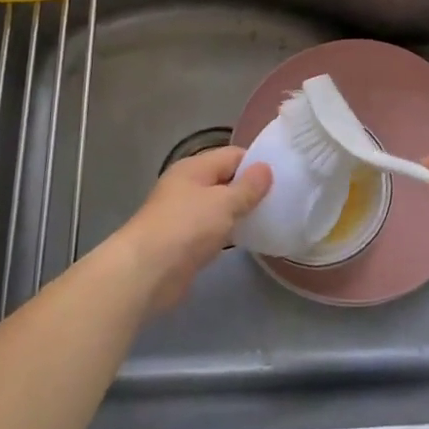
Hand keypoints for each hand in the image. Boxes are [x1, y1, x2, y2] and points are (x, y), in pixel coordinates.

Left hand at [111, 146, 270, 313]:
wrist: (146, 272)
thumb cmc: (186, 227)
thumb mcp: (224, 203)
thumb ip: (248, 187)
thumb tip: (266, 168)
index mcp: (194, 168)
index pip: (232, 155)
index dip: (257, 163)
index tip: (283, 177)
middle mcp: (187, 186)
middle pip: (226, 180)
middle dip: (251, 189)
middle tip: (281, 199)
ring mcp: (184, 215)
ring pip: (220, 206)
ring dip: (240, 212)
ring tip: (271, 218)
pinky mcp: (184, 242)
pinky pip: (213, 229)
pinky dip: (229, 232)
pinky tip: (249, 239)